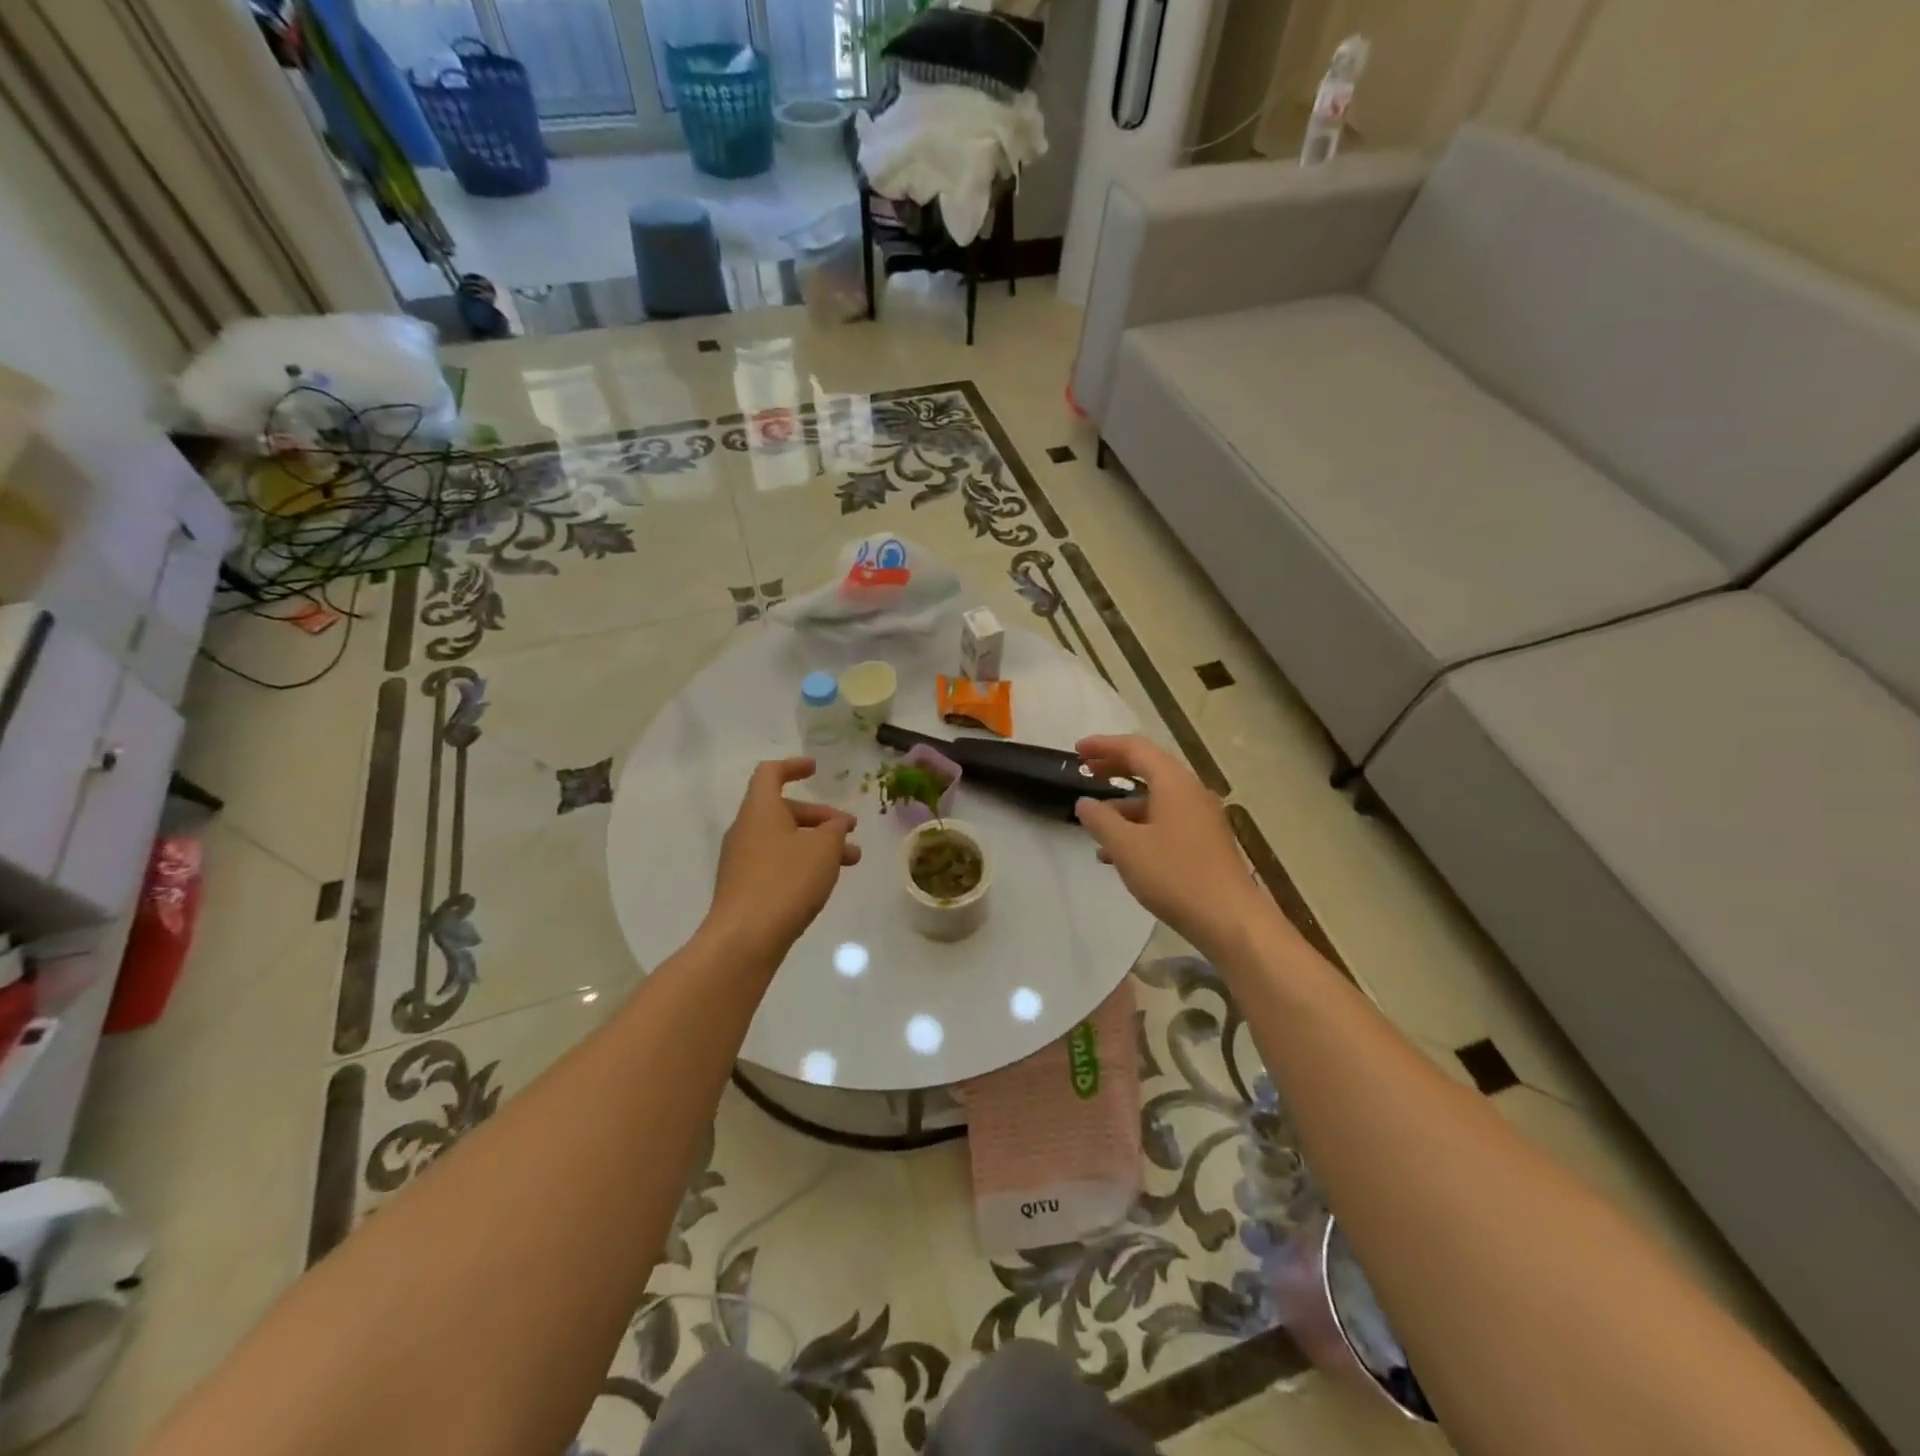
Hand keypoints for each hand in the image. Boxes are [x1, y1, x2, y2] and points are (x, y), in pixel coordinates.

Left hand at [705, 758, 860, 963]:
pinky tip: (823, 881)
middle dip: (819, 817)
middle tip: (849, 828)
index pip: (770, 774)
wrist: (744, 939)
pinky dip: (801, 863)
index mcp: (760, 810)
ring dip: (816, 844)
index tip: (815, 769)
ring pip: (783, 840)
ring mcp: (741, 861)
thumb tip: (835, 825)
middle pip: (782, 810)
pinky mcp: (744, 888)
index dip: (793, 767)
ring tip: (850, 860)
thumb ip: (834, 830)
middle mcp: (745, 830)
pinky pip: (776, 863)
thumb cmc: (786, 882)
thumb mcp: (823, 849)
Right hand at [1073, 736, 1267, 953]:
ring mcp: (1201, 818)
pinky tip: (1119, 854)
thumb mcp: (1126, 846)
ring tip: (1095, 824)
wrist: (1229, 919)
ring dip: (1124, 806)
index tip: (1077, 752)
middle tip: (1085, 772)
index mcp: (1174, 783)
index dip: (1104, 745)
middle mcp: (1191, 792)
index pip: (1135, 749)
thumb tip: (1084, 803)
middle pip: (1149, 769)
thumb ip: (1100, 820)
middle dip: (1114, 769)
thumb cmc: (1174, 875)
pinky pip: (1166, 821)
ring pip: (1156, 799)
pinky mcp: (1205, 842)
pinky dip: (1140, 827)